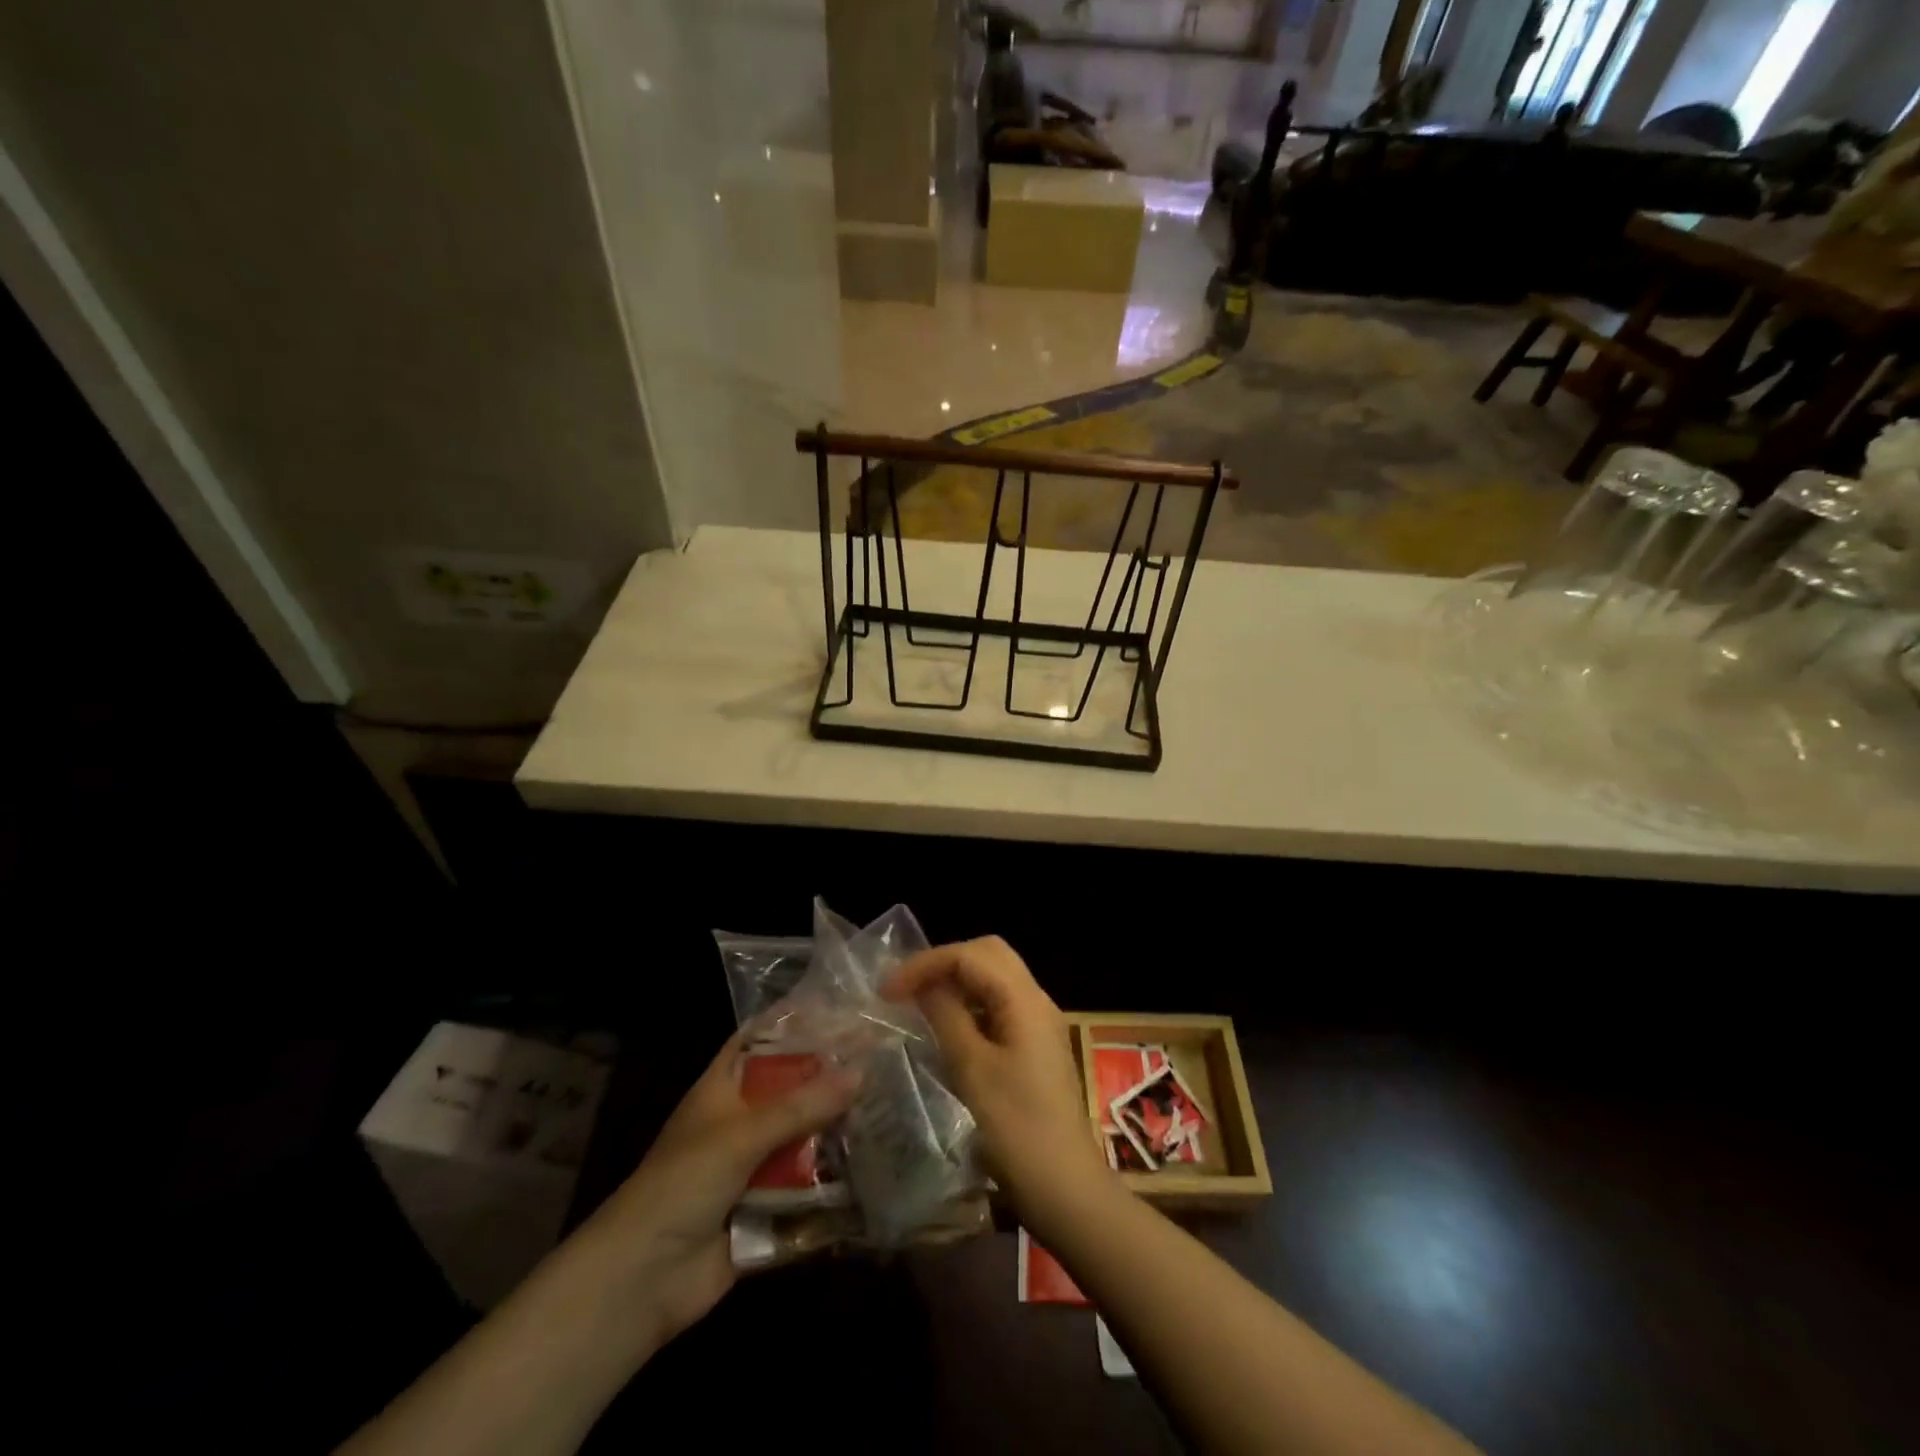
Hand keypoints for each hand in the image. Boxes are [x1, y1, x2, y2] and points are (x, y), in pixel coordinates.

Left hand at [580, 1030, 856, 1354]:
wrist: (642, 1280)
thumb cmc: (683, 1184)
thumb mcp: (742, 1134)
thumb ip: (801, 1105)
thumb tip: (861, 1072)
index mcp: (723, 1089)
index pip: (760, 1040)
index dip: (794, 1023)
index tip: (841, 1009)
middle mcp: (740, 1122)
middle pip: (791, 1090)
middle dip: (830, 1080)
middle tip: (883, 1060)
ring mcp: (753, 1167)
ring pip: (803, 1139)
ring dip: (837, 1132)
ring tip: (892, 1109)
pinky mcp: (767, 1209)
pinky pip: (807, 1189)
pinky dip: (834, 1184)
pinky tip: (878, 1168)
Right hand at [883, 937, 1111, 1228]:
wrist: (1066, 1188)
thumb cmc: (1016, 1129)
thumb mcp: (971, 1070)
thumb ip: (946, 1017)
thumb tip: (923, 986)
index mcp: (1024, 999)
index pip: (970, 954)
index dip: (926, 964)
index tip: (887, 990)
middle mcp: (1037, 1000)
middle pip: (988, 954)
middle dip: (944, 962)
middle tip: (905, 988)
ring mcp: (1040, 1023)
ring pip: (995, 977)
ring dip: (957, 980)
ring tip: (918, 1002)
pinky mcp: (1036, 1045)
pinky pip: (1000, 1004)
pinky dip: (970, 1003)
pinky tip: (947, 1027)